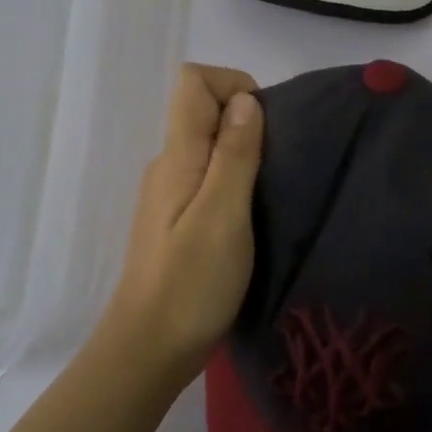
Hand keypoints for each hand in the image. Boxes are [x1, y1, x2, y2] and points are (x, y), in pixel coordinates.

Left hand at [102, 64, 264, 379]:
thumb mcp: (223, 215)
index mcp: (177, 157)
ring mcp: (172, 194)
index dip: (234, 85)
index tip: (269, 125)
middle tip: (281, 165)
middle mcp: (169, 166)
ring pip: (210, 147)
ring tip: (275, 192)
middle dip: (248, 120)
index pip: (194, 82)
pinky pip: (210, 178)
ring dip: (246, 154)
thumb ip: (234, 154)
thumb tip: (245, 99)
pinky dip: (237, 181)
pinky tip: (256, 216)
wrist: (150, 350)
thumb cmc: (191, 284)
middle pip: (204, 111)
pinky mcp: (179, 221)